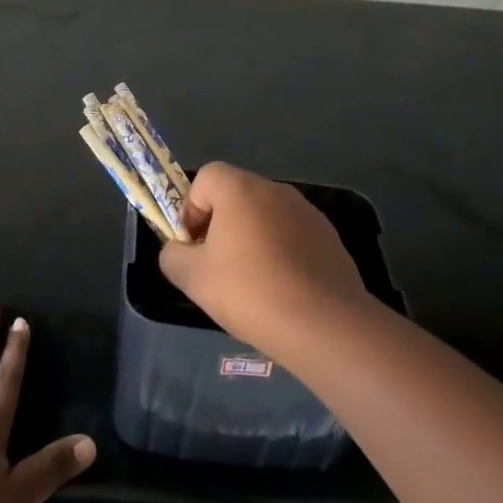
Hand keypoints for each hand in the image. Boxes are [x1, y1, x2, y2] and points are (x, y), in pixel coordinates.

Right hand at [158, 162, 374, 358]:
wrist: (324, 325)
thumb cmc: (250, 292)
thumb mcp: (193, 278)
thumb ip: (173, 256)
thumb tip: (177, 250)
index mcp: (240, 189)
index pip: (206, 176)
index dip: (192, 207)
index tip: (194, 244)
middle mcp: (275, 190)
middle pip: (236, 195)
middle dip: (221, 224)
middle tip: (218, 265)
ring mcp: (307, 211)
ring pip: (266, 216)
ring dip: (252, 238)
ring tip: (252, 282)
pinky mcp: (329, 236)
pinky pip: (293, 235)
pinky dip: (281, 252)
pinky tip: (283, 289)